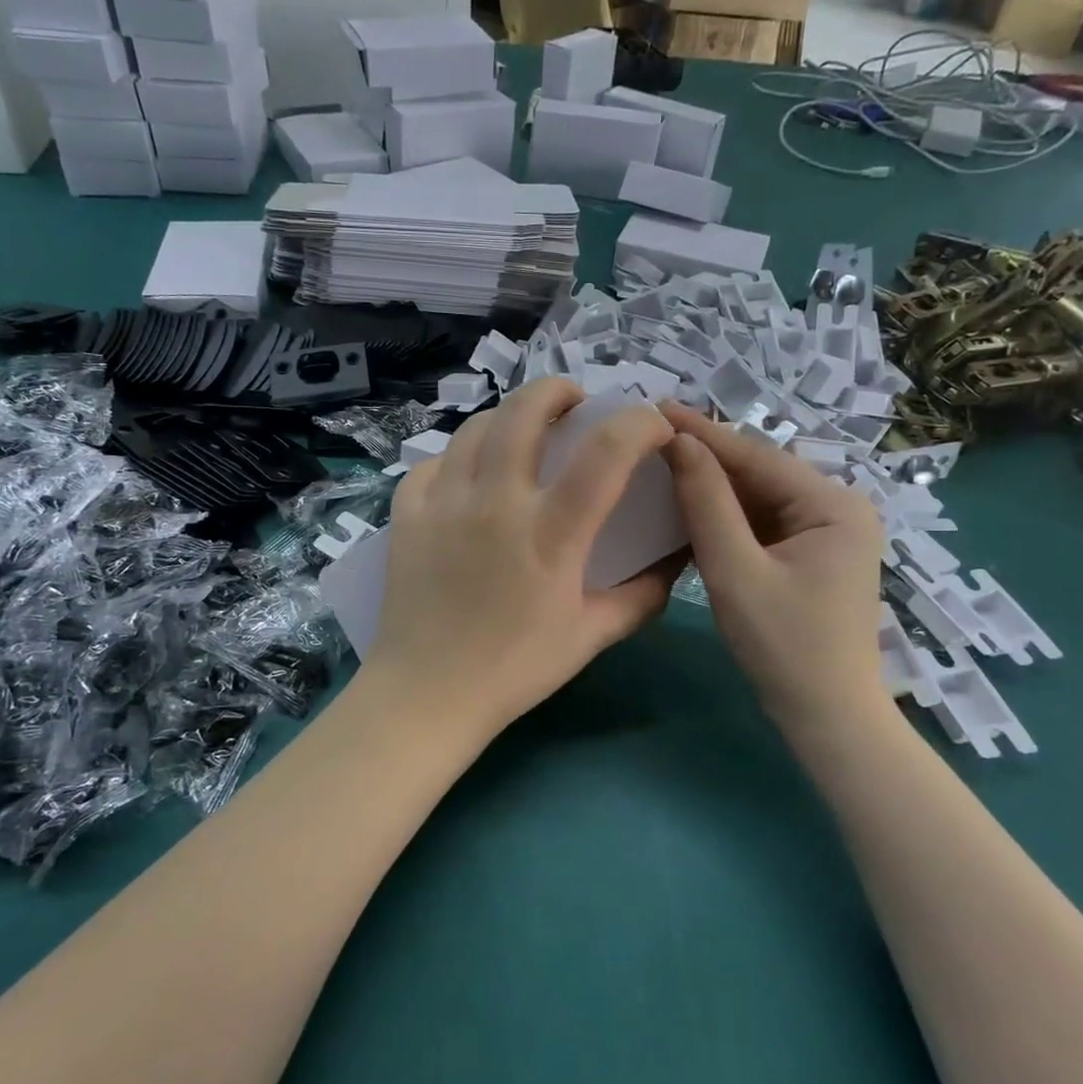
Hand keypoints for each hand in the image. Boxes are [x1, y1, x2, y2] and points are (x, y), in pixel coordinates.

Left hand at [361, 379, 680, 747]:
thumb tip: (675, 563)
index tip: (652, 427)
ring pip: (476, 426)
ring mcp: (444, 502)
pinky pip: (433, 463)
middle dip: (558, 389)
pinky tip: (468, 478)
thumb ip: (641, 596)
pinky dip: (457, 458)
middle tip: (574, 404)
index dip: (640, 424)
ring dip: (507, 418)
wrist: (428, 693)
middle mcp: (496, 501)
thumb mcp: (590, 635)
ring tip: (521, 436)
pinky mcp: (407, 513)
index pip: (606, 451)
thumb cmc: (514, 669)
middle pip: (526, 410)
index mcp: (550, 532)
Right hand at [660, 404, 887, 731]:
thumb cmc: (784, 647)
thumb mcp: (736, 571)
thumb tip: (679, 443)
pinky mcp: (812, 554)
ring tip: (658, 460)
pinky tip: (687, 504)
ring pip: (758, 497)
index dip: (701, 432)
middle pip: (759, 473)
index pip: (755, 457)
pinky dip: (726, 516)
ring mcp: (827, 531)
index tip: (653, 407)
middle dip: (705, 456)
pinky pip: (762, 522)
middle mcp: (838, 507)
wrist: (827, 718)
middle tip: (648, 434)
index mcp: (833, 504)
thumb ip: (707, 504)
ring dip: (712, 485)